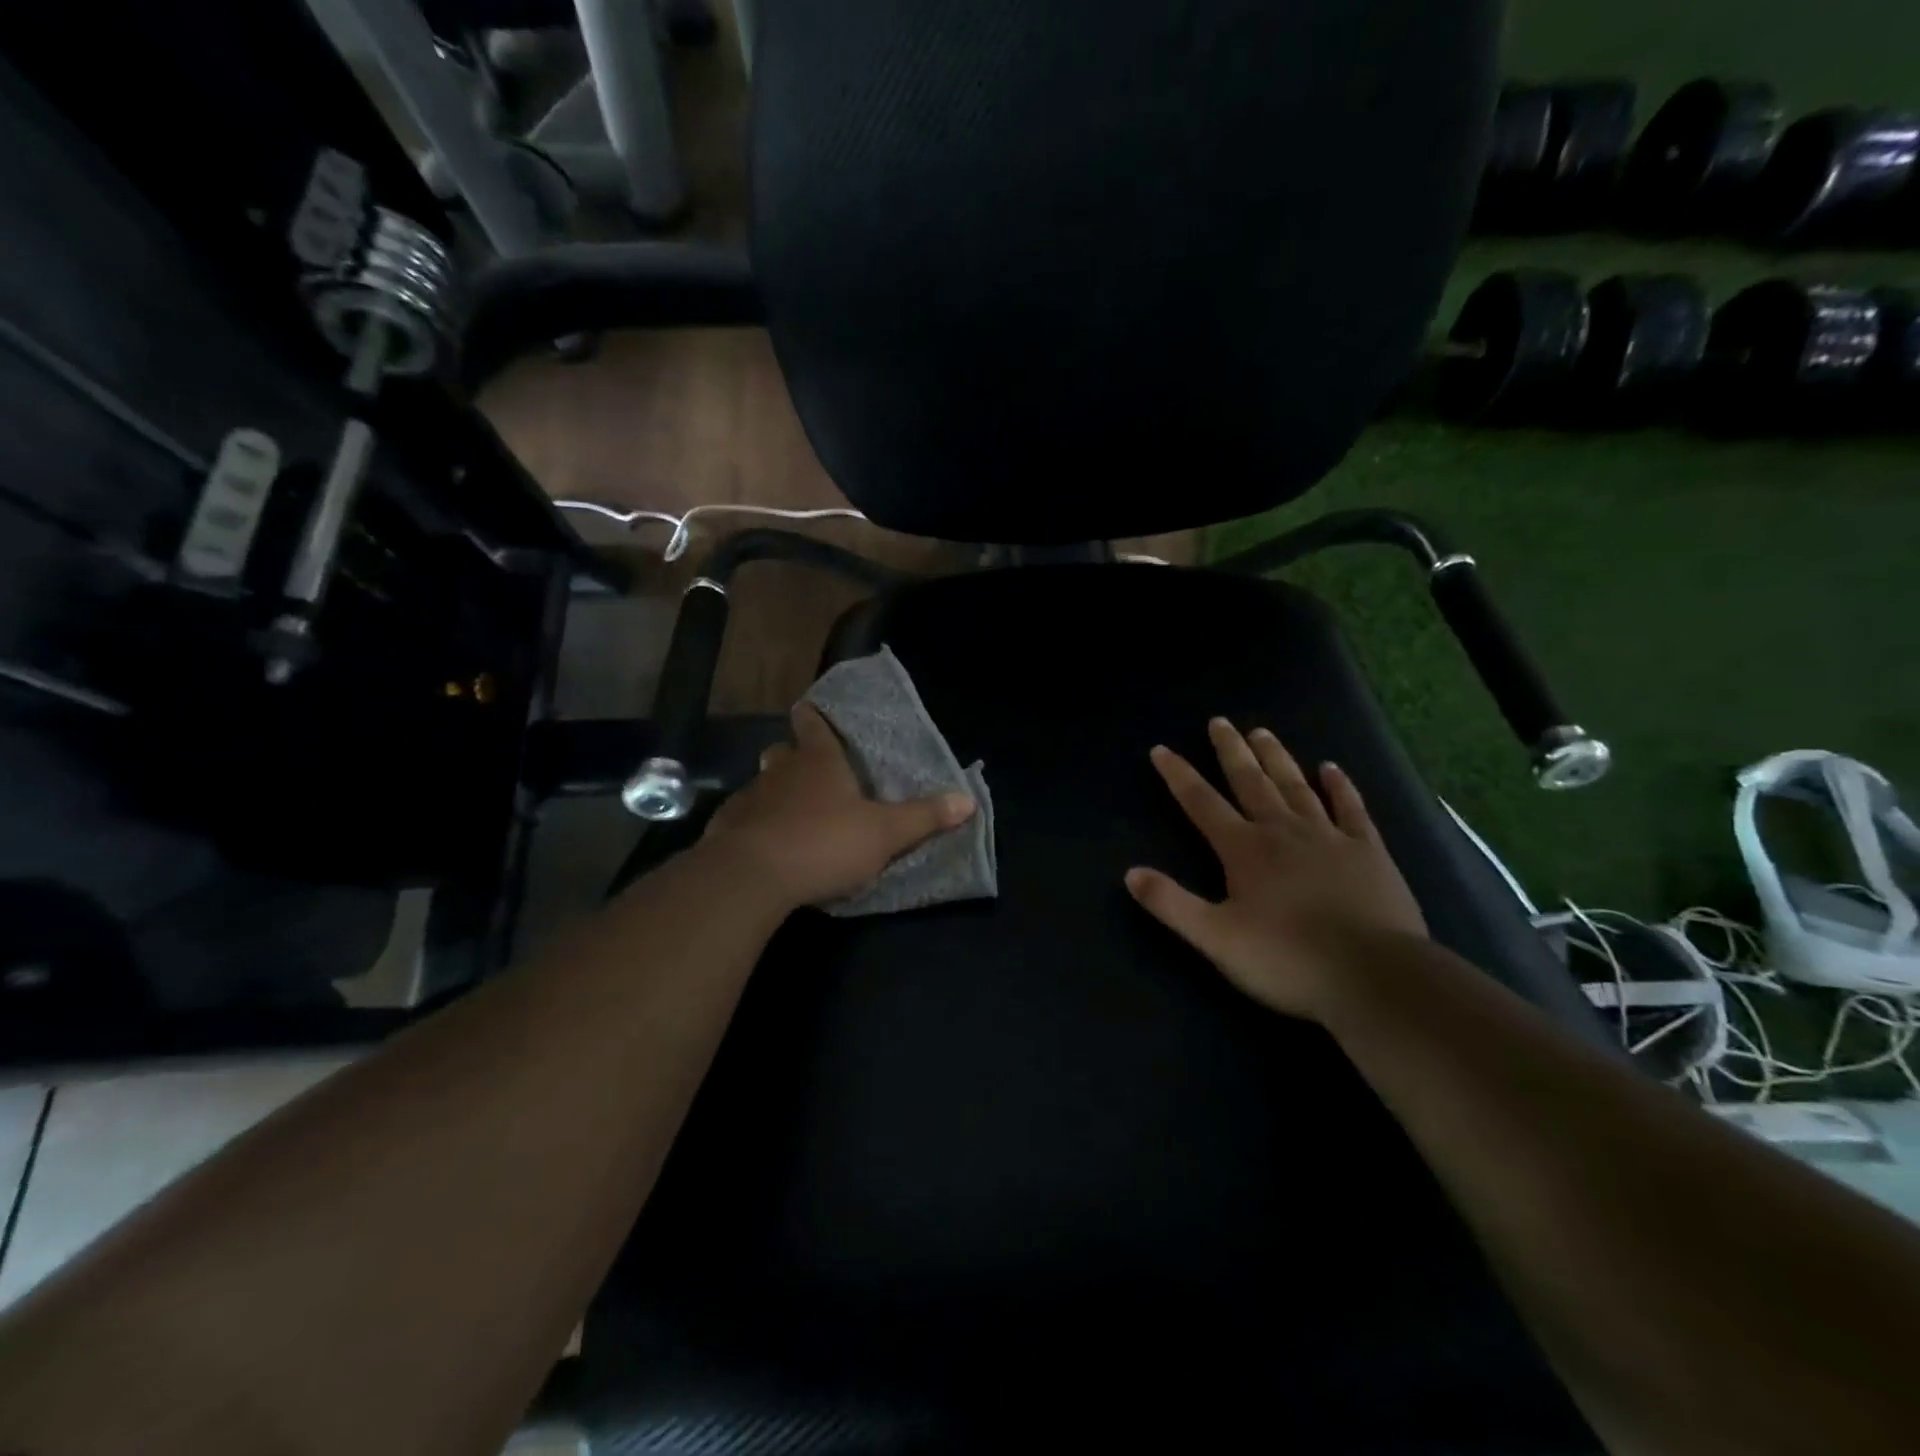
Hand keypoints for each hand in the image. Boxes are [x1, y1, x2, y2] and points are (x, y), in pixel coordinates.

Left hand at [703, 702, 975, 909]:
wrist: (751, 876)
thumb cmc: (824, 843)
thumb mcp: (885, 834)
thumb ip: (924, 817)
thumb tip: (968, 800)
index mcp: (819, 762)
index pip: (814, 725)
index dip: (814, 717)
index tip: (810, 709)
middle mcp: (781, 771)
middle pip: (784, 752)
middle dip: (794, 755)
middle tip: (808, 769)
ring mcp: (749, 798)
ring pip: (762, 784)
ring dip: (774, 792)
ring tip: (791, 811)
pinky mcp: (726, 829)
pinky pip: (744, 818)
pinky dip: (754, 824)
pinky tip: (764, 843)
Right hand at [1125, 718, 1426, 1020]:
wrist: (1374, 976)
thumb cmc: (1287, 959)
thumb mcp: (1216, 939)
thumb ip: (1172, 904)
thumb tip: (1131, 873)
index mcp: (1244, 849)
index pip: (1201, 803)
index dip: (1178, 775)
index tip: (1161, 750)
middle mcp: (1282, 831)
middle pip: (1250, 781)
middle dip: (1231, 751)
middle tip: (1220, 721)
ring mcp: (1329, 837)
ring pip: (1296, 786)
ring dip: (1276, 758)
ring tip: (1262, 732)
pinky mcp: (1368, 851)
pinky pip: (1351, 808)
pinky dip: (1340, 786)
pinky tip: (1331, 769)